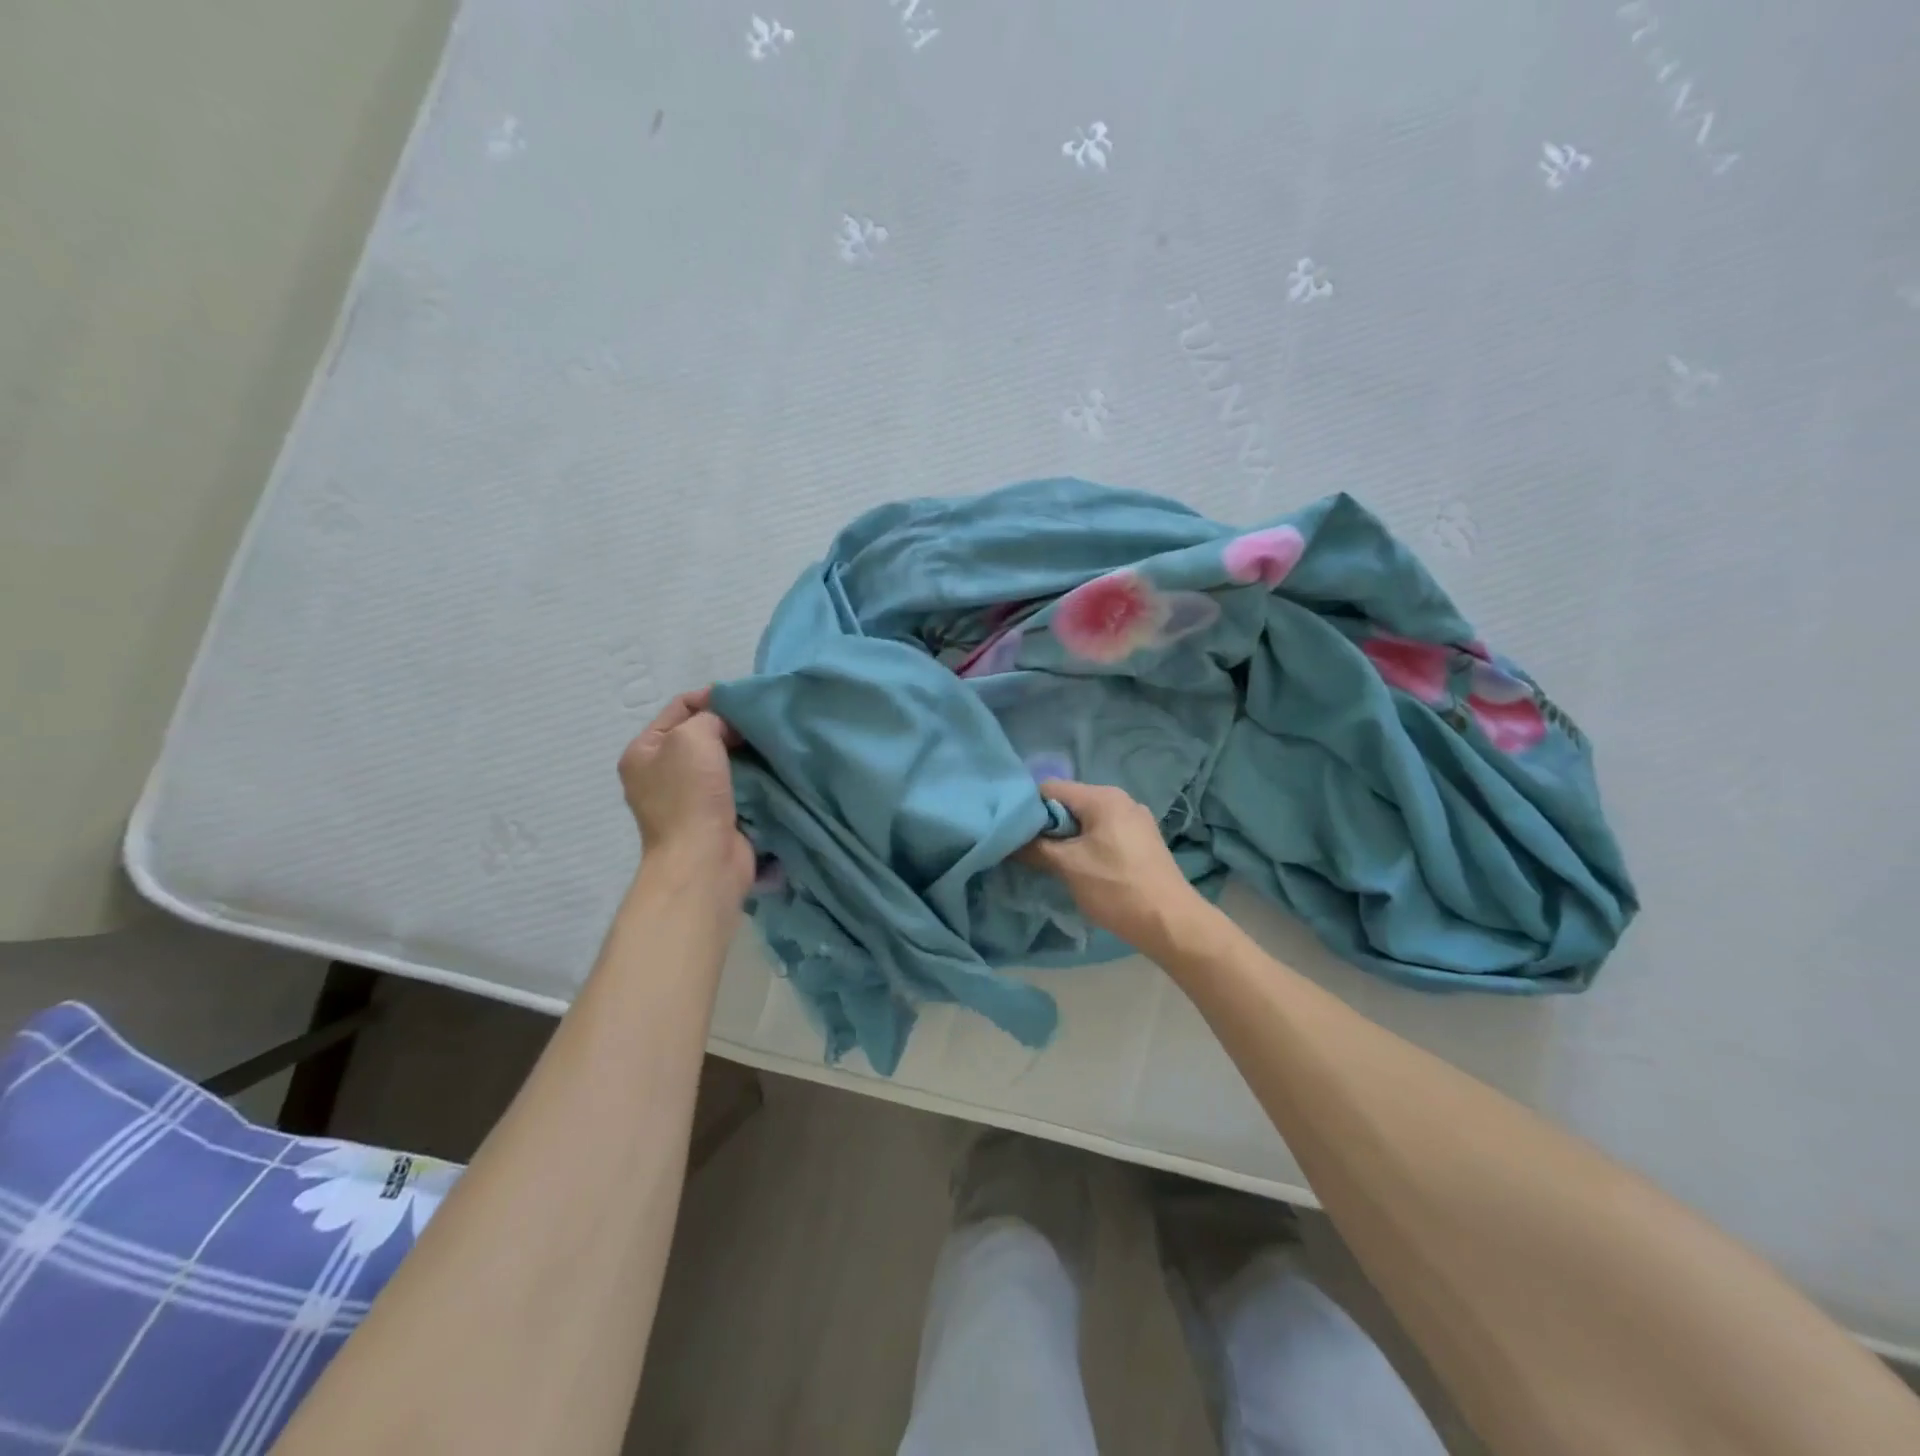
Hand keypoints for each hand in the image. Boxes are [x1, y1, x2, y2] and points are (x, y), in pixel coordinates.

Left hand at [618, 689, 752, 899]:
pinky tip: (771, 769)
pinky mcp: (712, 818)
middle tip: (762, 723)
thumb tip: (729, 725)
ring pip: (722, 761)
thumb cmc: (690, 796)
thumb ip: (710, 717)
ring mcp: (686, 798)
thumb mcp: (692, 737)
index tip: (746, 701)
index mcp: (643, 751)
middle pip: (701, 734)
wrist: (704, 862)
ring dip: (745, 753)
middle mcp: (660, 773)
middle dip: (732, 727)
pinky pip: (735, 785)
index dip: (712, 698)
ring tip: (770, 744)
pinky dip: (751, 777)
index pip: (680, 708)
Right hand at [1018, 780, 1206, 957]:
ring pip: (1086, 821)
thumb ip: (1035, 847)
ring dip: (1066, 839)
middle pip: (1069, 803)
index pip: (1050, 789)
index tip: (1014, 833)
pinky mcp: (1142, 841)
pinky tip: (1080, 868)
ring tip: (1051, 862)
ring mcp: (1135, 820)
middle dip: (1047, 826)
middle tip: (1028, 850)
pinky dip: (1087, 846)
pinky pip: (1104, 833)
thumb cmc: (1116, 888)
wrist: (1171, 922)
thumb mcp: (1068, 866)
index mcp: (1103, 797)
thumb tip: (1009, 841)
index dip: (1028, 808)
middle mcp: (1121, 800)